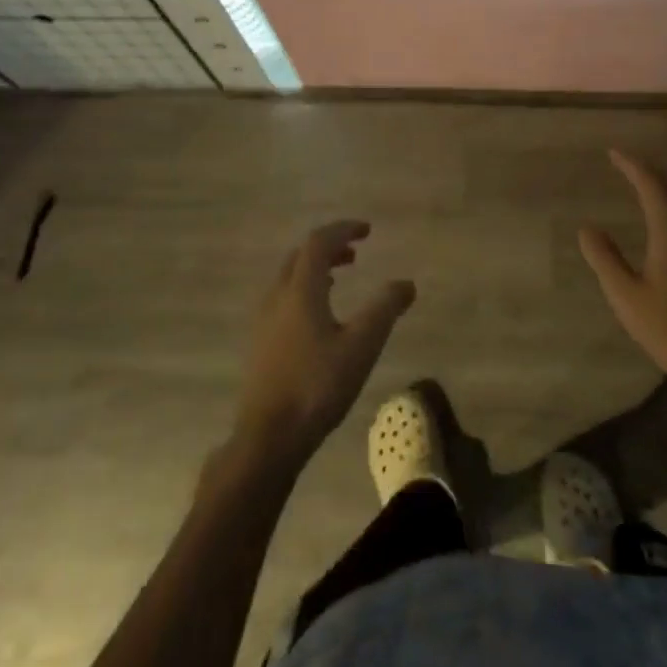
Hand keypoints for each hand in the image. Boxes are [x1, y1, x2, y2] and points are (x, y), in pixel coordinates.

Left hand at [230, 221, 414, 469]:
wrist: (268, 436)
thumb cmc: (317, 386)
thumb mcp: (361, 346)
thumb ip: (384, 309)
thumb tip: (406, 283)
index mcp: (300, 290)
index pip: (319, 242)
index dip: (343, 230)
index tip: (367, 230)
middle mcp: (277, 296)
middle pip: (300, 256)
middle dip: (328, 248)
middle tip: (354, 253)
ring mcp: (264, 320)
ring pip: (289, 278)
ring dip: (314, 270)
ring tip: (337, 279)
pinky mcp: (260, 343)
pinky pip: (282, 299)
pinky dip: (303, 291)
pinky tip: (317, 318)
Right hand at [580, 151, 666, 420]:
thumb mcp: (627, 296)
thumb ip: (605, 259)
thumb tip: (587, 227)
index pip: (652, 185)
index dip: (633, 165)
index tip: (613, 153)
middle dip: (649, 171)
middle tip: (625, 163)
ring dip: (662, 188)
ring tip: (640, 185)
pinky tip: (662, 222)